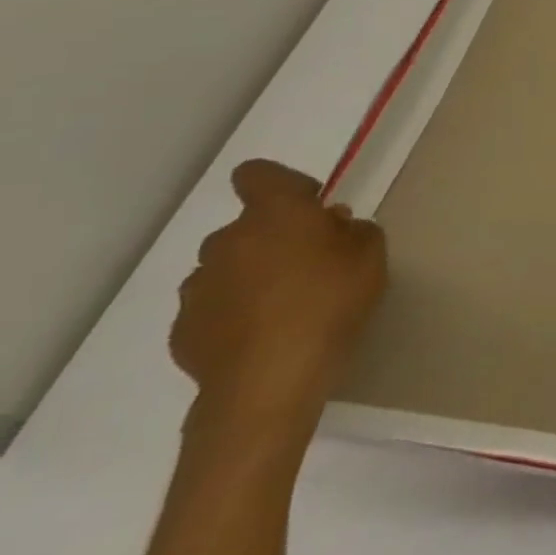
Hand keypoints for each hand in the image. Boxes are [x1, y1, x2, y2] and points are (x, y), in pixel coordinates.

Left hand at [171, 160, 386, 437]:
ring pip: (230, 267)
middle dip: (275, 237)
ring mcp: (199, 287)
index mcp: (274, 214)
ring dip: (254, 274)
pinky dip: (237, 310)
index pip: (258, 175)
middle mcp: (227, 242)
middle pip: (248, 227)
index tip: (311, 206)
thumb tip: (330, 227)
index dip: (283, 184)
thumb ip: (353, 230)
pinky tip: (266, 333)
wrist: (270, 379)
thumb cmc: (331, 300)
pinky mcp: (184, 328)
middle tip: (314, 263)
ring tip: (289, 304)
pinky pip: (216, 305)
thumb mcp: (372, 253)